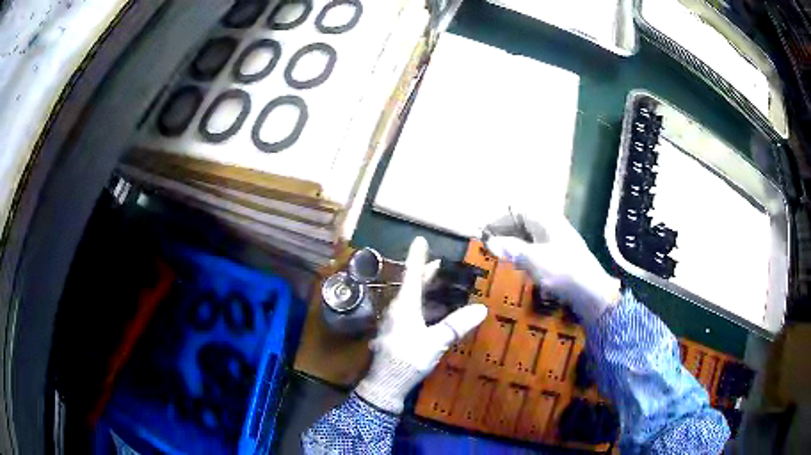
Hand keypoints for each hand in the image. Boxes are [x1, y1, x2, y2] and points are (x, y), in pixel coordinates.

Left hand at [355, 237, 487, 413]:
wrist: (386, 384)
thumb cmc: (408, 359)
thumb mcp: (435, 342)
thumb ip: (457, 325)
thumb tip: (481, 309)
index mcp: (404, 306)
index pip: (412, 274)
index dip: (418, 257)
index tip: (420, 239)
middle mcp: (398, 310)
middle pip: (412, 286)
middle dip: (426, 274)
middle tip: (441, 264)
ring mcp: (396, 322)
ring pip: (413, 300)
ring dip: (427, 292)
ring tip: (444, 287)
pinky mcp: (398, 334)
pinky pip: (413, 313)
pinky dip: (426, 308)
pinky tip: (438, 313)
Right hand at [485, 211, 620, 325]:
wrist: (591, 292)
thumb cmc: (562, 271)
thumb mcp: (533, 259)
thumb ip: (510, 249)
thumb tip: (490, 242)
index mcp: (545, 220)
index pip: (516, 210)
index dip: (498, 220)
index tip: (484, 235)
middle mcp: (551, 226)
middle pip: (523, 223)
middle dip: (505, 233)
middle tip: (489, 248)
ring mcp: (558, 241)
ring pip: (530, 237)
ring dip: (514, 245)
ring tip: (500, 258)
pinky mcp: (561, 257)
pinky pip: (537, 250)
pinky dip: (525, 255)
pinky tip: (519, 268)